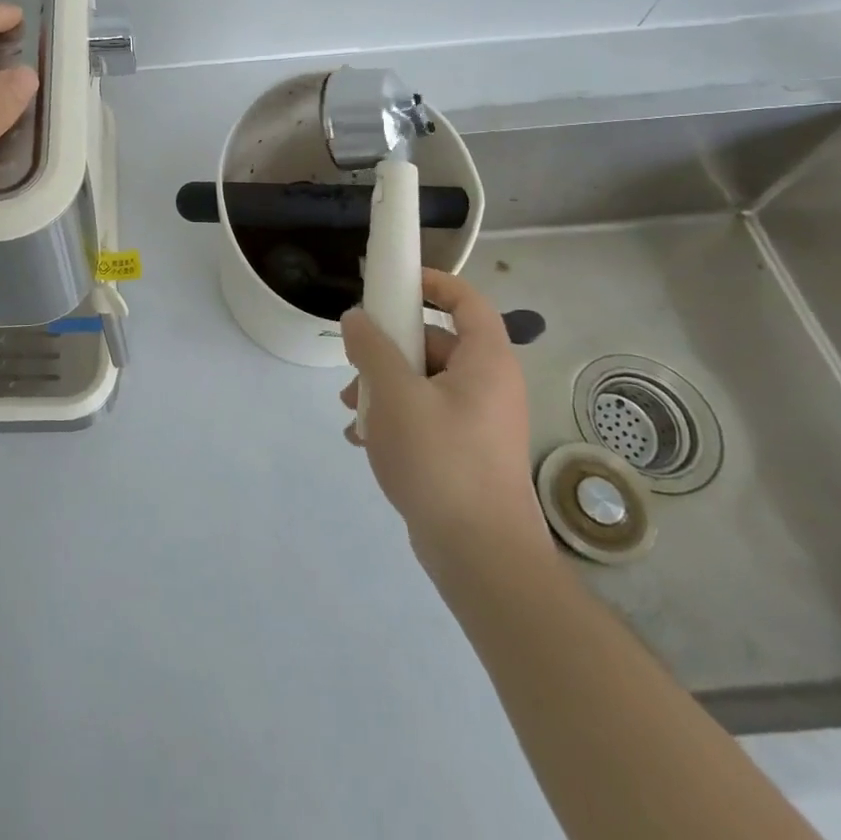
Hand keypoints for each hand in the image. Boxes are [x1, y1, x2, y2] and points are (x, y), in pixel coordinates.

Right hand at [340, 268, 548, 576]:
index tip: (392, 282)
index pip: (467, 301)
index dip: (432, 283)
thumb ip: (371, 349)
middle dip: (388, 348)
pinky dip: (395, 418)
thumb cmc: (441, 461)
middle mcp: (489, 385)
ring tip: (351, 410)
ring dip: (383, 386)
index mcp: (486, 362)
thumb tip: (357, 319)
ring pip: (424, 381)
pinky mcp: (466, 452)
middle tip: (353, 363)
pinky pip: (427, 415)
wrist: (481, 557)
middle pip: (435, 343)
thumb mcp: (394, 395)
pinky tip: (364, 440)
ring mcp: (479, 422)